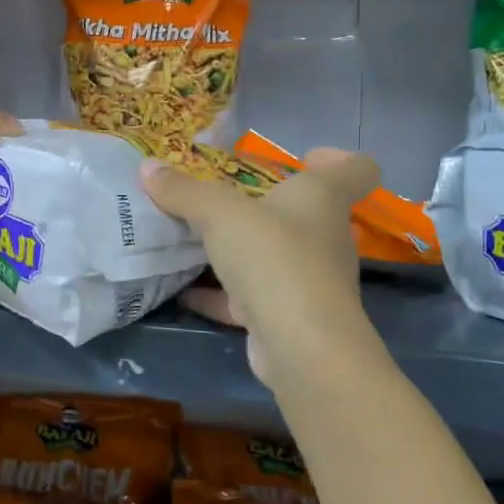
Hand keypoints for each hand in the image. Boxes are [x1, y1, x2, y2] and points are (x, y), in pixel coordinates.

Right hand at [140, 148, 379, 386]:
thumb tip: (147, 167)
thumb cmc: (273, 258)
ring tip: (194, 239)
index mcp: (323, 199)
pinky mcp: (287, 316)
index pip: (356, 169)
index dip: (336, 158)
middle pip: (305, 213)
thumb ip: (184, 190)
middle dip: (266, 204)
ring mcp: (308, 280)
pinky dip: (220, 293)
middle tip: (223, 199)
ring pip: (275, 255)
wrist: (300, 345)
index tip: (303, 158)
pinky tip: (184, 291)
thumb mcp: (219, 213)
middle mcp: (324, 237)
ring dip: (240, 249)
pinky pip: (250, 296)